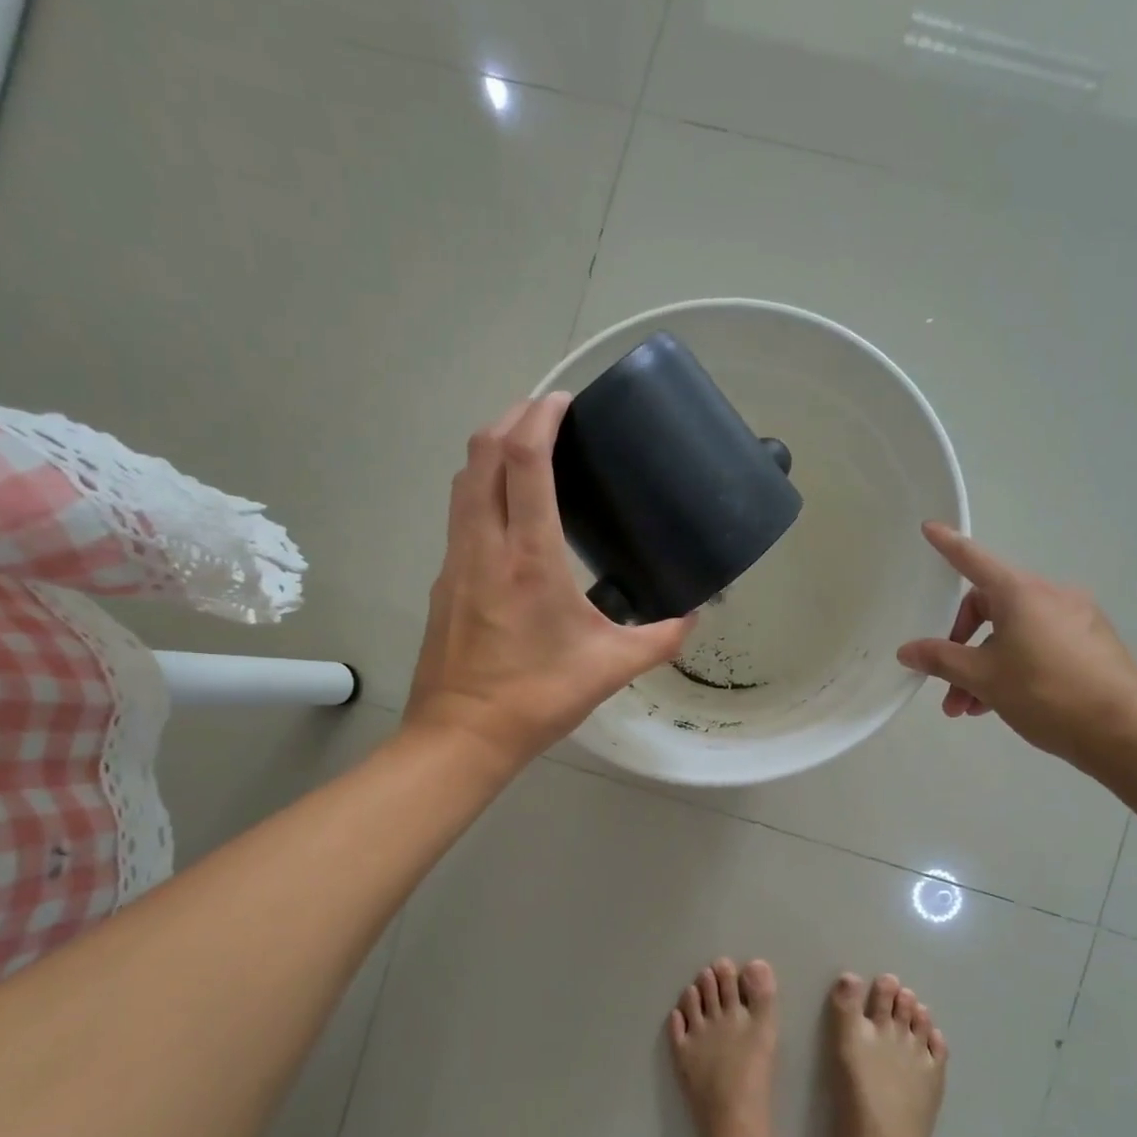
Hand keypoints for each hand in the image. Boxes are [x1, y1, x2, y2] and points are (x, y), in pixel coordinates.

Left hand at [404, 394, 694, 768]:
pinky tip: (509, 511)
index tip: (565, 401)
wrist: (461, 736)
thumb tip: (693, 619)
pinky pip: (459, 513)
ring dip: (491, 449)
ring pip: (464, 481)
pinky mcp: (444, 580)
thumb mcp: (610, 669)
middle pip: (483, 453)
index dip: (541, 417)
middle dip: (512, 417)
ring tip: (527, 448)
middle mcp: (485, 545)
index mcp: (529, 557)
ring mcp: (456, 561)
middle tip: (548, 414)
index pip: (524, 460)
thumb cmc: (536, 697)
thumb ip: (660, 639)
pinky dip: (481, 487)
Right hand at [896, 522, 1136, 764]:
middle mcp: (1051, 596)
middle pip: (990, 607)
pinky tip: (1001, 705)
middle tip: (946, 684)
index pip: (974, 560)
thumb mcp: (984, 678)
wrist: (1126, 731)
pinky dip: (1013, 668)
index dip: (948, 545)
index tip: (929, 527)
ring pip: (1013, 634)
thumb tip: (908, 650)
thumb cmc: (1046, 693)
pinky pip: (1038, 646)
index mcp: (1022, 593)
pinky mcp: (1091, 645)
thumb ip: (940, 660)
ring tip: (968, 708)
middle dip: (961, 645)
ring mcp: (1076, 619)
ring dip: (984, 667)